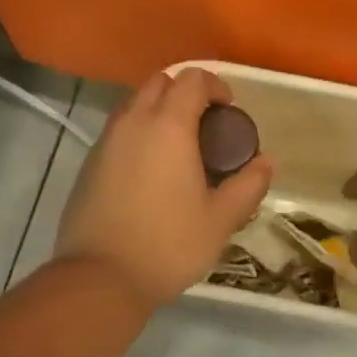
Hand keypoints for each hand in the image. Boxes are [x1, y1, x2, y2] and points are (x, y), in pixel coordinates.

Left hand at [54, 68, 273, 310]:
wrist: (99, 278)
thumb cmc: (168, 244)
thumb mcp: (220, 219)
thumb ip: (248, 185)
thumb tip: (266, 162)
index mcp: (168, 125)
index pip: (192, 79)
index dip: (215, 86)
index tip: (229, 110)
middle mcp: (134, 121)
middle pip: (160, 82)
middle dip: (185, 92)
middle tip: (206, 124)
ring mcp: (107, 140)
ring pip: (135, 103)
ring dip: (159, 110)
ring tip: (179, 147)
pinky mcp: (90, 161)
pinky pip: (119, 129)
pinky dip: (139, 132)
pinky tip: (151, 170)